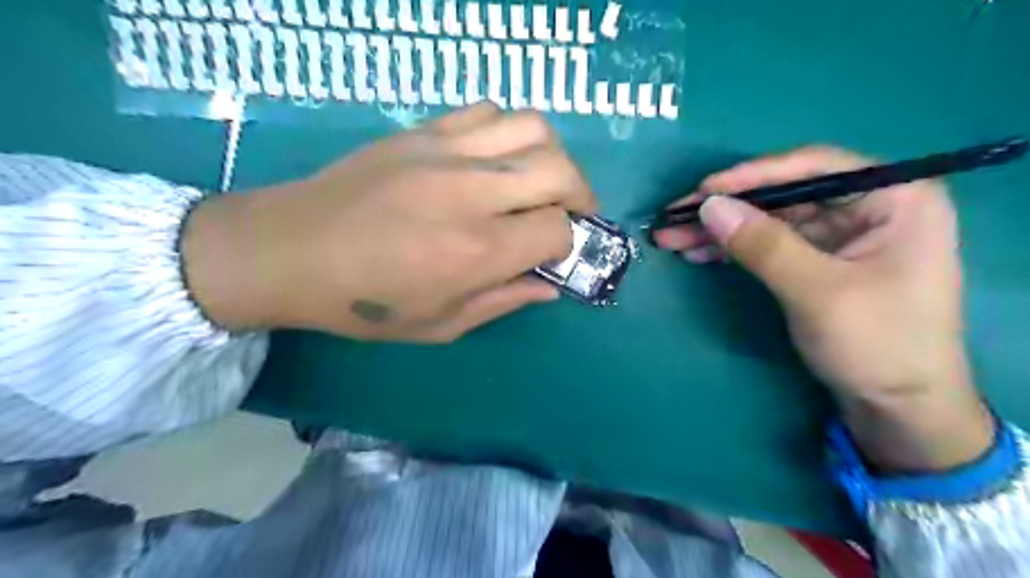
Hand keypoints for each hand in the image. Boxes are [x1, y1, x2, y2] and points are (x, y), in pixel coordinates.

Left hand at [179, 104, 596, 341]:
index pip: (557, 229)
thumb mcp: (440, 325)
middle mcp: (471, 193)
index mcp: (477, 251)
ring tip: (541, 179)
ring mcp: (446, 152)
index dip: (566, 242)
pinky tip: (496, 158)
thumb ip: (503, 302)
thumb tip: (549, 286)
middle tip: (572, 212)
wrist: (290, 251)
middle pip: (559, 170)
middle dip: (580, 194)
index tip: (553, 253)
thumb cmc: (365, 302)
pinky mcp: (422, 131)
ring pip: (532, 127)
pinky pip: (487, 111)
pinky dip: (507, 132)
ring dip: (551, 156)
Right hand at [655, 148, 993, 470]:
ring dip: (721, 230)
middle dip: (727, 208)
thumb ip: (763, 244)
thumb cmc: (877, 344)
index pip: (815, 167)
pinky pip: (769, 244)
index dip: (753, 175)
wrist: (898, 409)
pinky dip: (734, 249)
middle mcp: (867, 207)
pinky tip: (698, 253)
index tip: (704, 190)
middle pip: (784, 194)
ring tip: (672, 238)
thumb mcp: (817, 291)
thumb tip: (708, 206)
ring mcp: (840, 236)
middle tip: (675, 216)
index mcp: (895, 198)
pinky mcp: (818, 261)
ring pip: (769, 220)